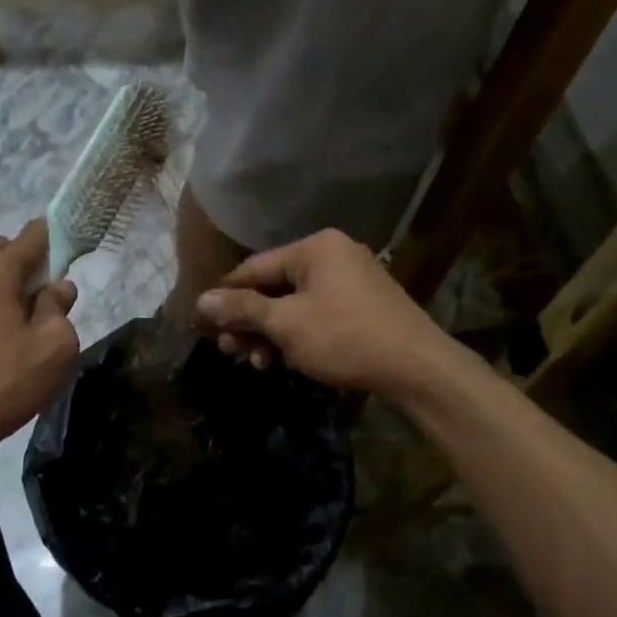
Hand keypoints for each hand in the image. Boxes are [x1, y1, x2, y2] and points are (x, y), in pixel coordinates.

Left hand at [0, 219, 79, 477]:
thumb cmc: (3, 383)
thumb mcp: (54, 348)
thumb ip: (61, 307)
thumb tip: (58, 287)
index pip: (35, 233)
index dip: (59, 239)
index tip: (74, 258)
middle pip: (5, 248)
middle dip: (29, 264)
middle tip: (45, 302)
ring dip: (4, 282)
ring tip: (19, 322)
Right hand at [194, 229, 453, 395]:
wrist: (416, 367)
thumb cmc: (344, 337)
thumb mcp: (286, 324)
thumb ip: (242, 309)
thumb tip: (200, 300)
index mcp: (315, 248)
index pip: (254, 267)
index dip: (225, 296)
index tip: (203, 322)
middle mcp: (334, 256)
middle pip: (274, 287)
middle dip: (249, 322)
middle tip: (230, 351)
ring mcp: (352, 281)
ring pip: (294, 305)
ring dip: (270, 334)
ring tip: (257, 364)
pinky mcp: (363, 306)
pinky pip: (317, 314)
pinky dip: (297, 335)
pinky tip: (285, 361)